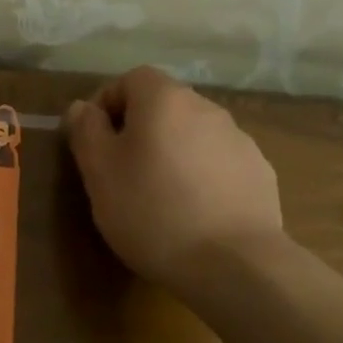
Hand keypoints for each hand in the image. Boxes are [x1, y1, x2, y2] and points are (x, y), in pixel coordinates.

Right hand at [63, 66, 284, 287]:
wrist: (234, 263)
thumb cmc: (151, 211)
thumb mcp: (99, 172)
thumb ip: (86, 131)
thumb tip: (82, 107)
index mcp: (164, 100)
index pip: (131, 79)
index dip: (108, 103)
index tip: (95, 141)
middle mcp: (206, 108)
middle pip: (164, 106)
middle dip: (139, 130)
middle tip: (122, 172)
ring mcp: (239, 140)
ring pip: (192, 135)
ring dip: (172, 153)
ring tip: (160, 198)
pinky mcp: (260, 173)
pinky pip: (218, 163)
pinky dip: (201, 176)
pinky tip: (194, 213)